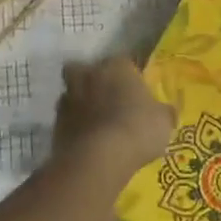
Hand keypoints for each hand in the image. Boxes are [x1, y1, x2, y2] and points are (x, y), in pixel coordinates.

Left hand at [52, 57, 173, 179]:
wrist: (98, 158)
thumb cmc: (137, 129)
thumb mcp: (164, 121)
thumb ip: (163, 112)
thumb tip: (166, 112)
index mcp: (117, 67)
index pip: (123, 61)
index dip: (129, 75)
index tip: (135, 90)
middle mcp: (89, 76)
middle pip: (85, 69)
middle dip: (93, 80)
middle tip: (107, 99)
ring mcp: (68, 99)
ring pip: (71, 93)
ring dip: (80, 104)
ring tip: (96, 123)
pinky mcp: (55, 124)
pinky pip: (66, 120)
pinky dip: (74, 127)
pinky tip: (87, 141)